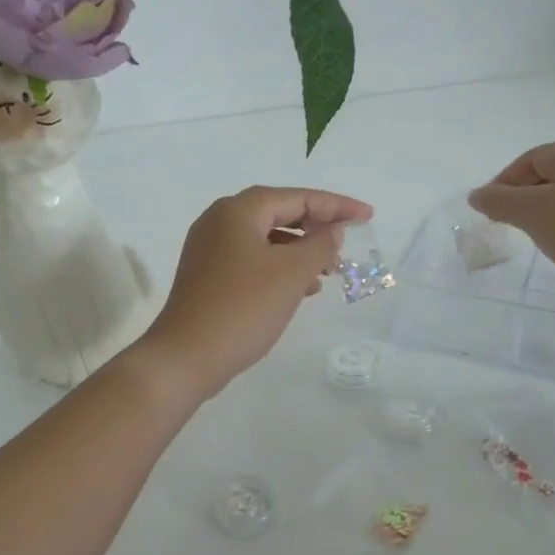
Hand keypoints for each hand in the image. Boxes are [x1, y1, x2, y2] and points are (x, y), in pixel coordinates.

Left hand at [136, 185, 373, 400]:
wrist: (185, 356)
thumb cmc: (243, 308)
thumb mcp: (291, 274)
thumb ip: (320, 245)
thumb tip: (331, 230)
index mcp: (238, 210)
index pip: (298, 197)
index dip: (337, 206)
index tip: (368, 215)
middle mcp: (220, 220)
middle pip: (279, 212)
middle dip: (316, 226)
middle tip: (348, 240)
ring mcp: (209, 248)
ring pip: (266, 238)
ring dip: (299, 250)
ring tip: (328, 270)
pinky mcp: (207, 274)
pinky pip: (252, 259)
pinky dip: (279, 267)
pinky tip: (300, 289)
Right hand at [468, 142, 554, 291]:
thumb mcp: (532, 215)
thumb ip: (498, 201)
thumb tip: (477, 195)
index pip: (531, 159)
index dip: (504, 182)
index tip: (491, 211)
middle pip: (554, 173)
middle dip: (527, 196)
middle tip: (513, 223)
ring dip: (551, 209)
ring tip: (540, 235)